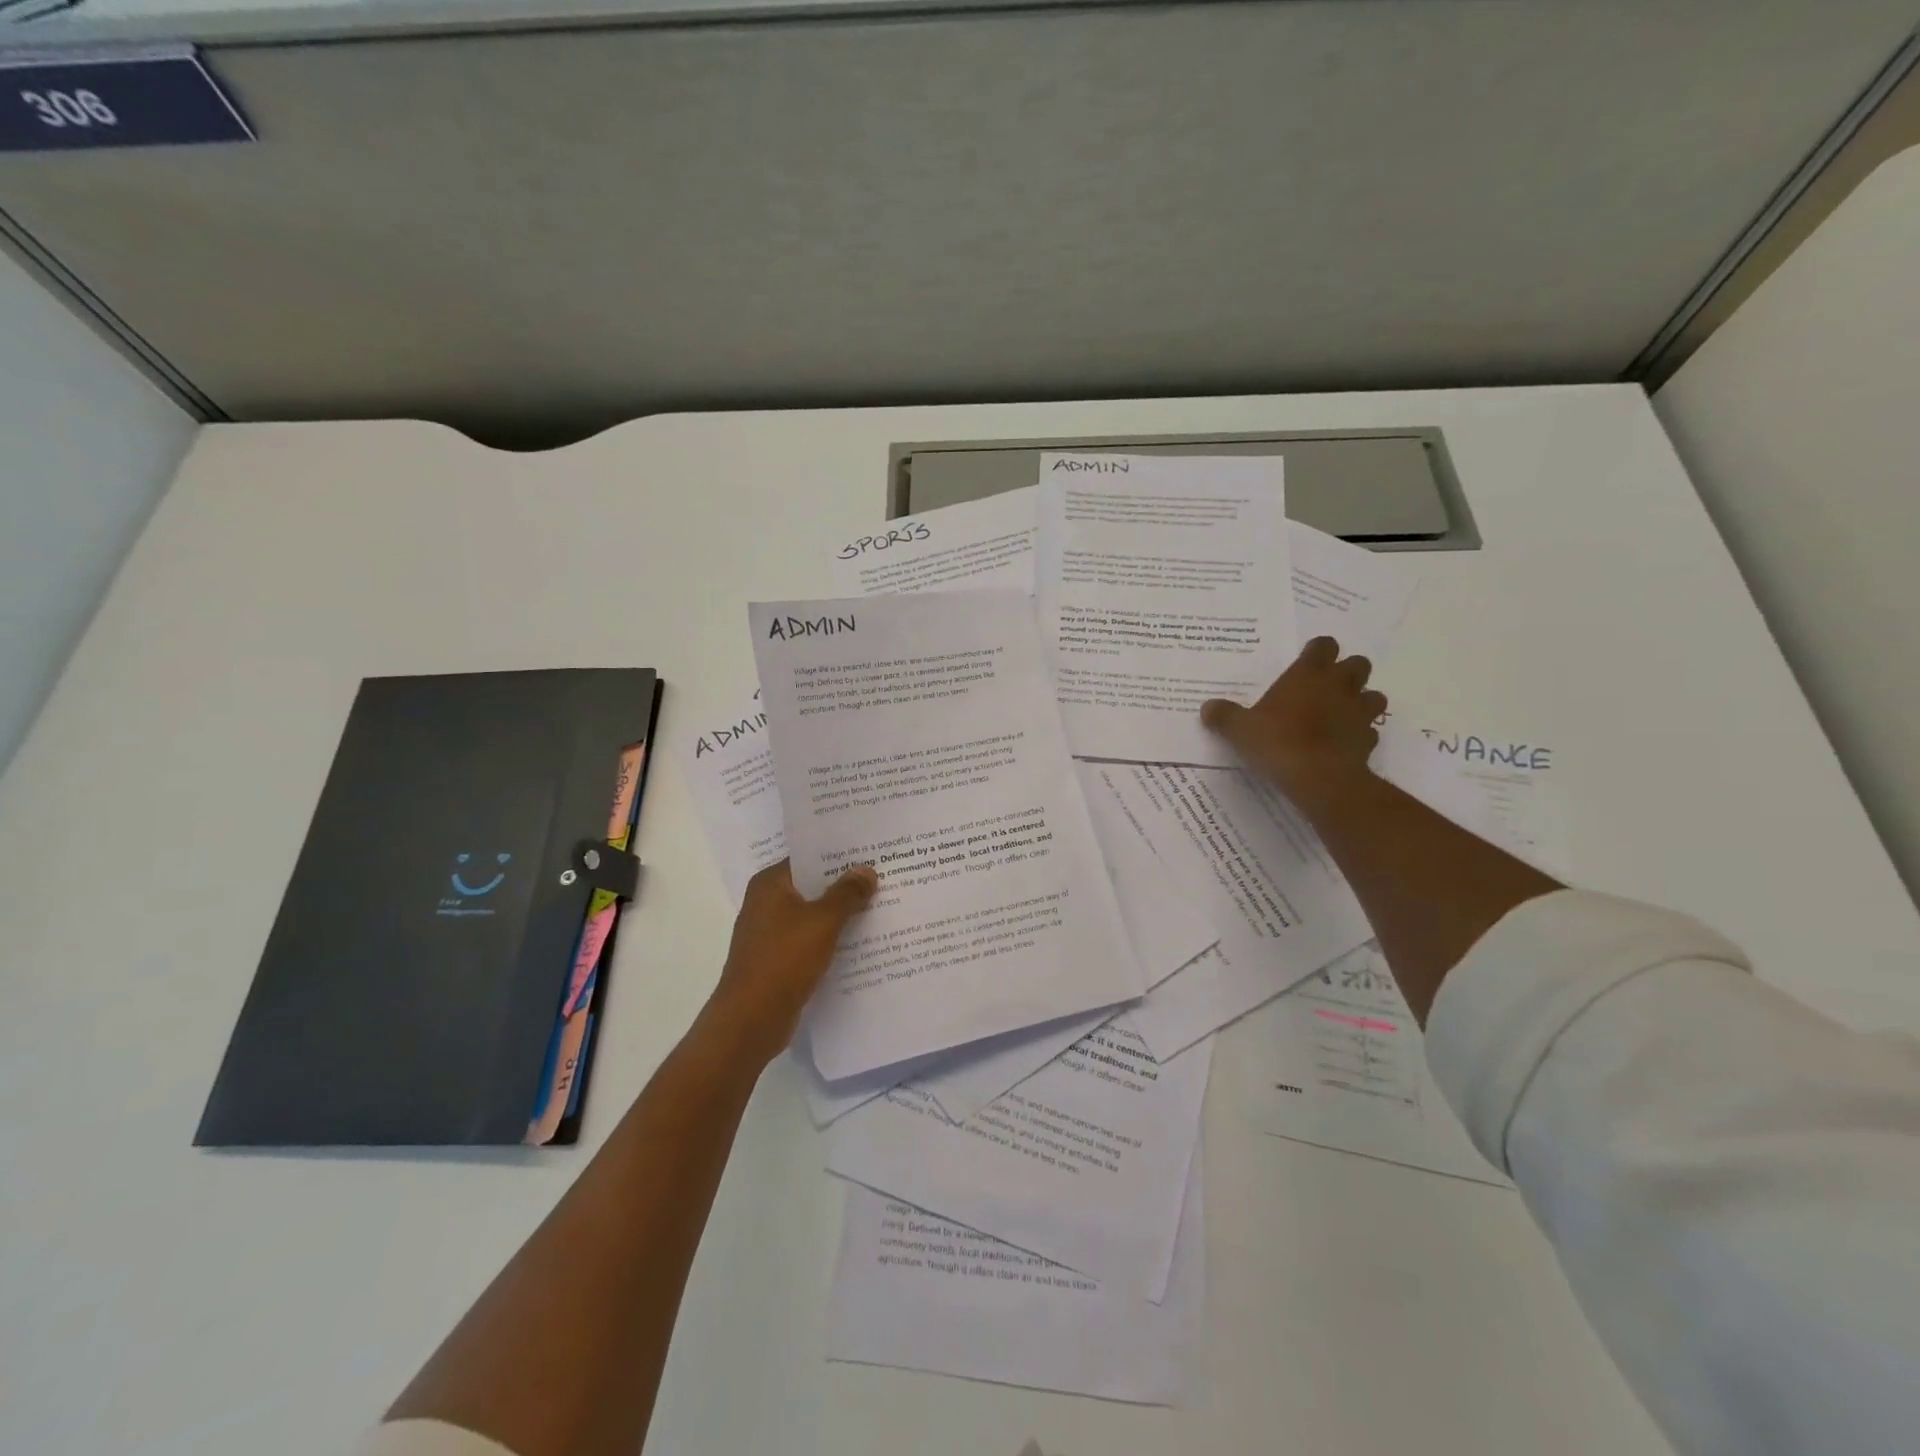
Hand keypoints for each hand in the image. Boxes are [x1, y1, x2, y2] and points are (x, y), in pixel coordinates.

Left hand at [700, 859, 878, 1067]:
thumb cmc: (784, 961)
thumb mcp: (823, 922)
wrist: (750, 1021)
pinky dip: (832, 939)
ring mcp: (770, 933)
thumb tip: (865, 870)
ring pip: (813, 915)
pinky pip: (810, 940)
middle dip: (845, 885)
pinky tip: (862, 942)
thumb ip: (846, 894)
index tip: (872, 853)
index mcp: (770, 884)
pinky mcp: (778, 960)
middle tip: (884, 878)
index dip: (840, 855)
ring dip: (841, 914)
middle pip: (812, 886)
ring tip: (881, 906)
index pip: (809, 858)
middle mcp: (767, 903)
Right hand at [1200, 636, 1387, 811]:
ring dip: (1361, 701)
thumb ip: (1224, 716)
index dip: (1317, 651)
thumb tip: (1207, 708)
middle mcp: (1339, 686)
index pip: (1323, 646)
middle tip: (1325, 687)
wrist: (1318, 777)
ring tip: (1341, 714)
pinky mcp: (1369, 740)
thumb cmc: (1277, 741)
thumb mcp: (1239, 729)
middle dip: (1346, 672)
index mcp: (1307, 674)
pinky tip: (1342, 744)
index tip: (1306, 662)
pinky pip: (1369, 731)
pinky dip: (1360, 734)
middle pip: (1358, 664)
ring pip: (1373, 696)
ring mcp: (1358, 713)